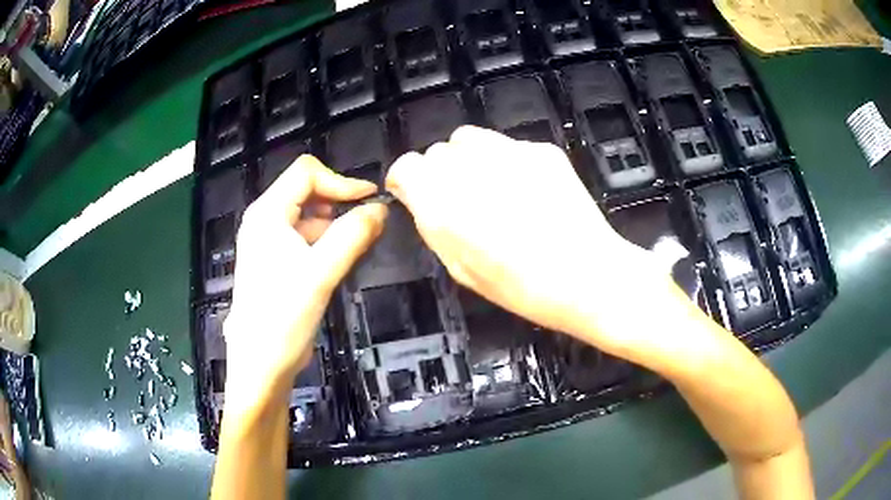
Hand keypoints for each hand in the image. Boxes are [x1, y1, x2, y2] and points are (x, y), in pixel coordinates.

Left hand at [223, 156, 386, 410]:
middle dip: (338, 202)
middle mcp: (264, 220)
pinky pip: (303, 238)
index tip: (371, 200)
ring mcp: (267, 242)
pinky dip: (324, 241)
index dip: (341, 181)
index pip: (306, 173)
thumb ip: (353, 235)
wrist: (261, 364)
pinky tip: (339, 260)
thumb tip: (381, 210)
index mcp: (267, 213)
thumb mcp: (321, 273)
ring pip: (306, 215)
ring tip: (357, 244)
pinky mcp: (274, 262)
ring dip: (333, 223)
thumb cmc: (284, 317)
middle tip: (367, 224)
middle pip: (305, 191)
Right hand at [385, 126, 671, 358]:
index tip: (417, 194)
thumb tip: (416, 195)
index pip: (406, 165)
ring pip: (469, 139)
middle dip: (441, 173)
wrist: (587, 277)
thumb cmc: (519, 287)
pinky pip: (508, 146)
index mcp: (442, 201)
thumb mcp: (460, 267)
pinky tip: (527, 190)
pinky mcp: (540, 149)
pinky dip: (506, 162)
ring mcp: (508, 152)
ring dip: (469, 160)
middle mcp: (470, 167)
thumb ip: (432, 223)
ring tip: (491, 188)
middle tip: (463, 201)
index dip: (409, 180)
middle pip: (437, 151)